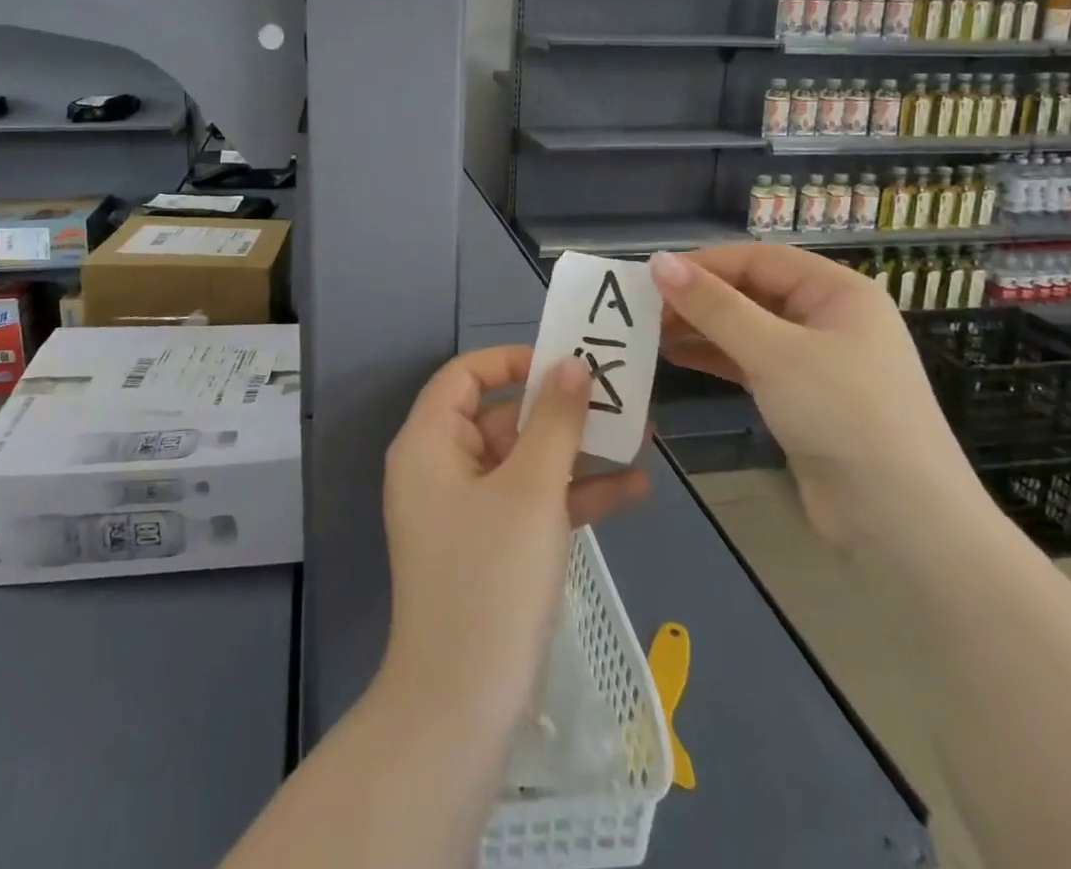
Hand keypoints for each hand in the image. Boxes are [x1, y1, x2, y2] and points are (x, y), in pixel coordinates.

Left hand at [380, 345, 649, 730]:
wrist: (462, 709)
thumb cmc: (491, 579)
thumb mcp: (532, 490)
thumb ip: (555, 422)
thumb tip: (572, 364)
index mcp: (429, 443)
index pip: (464, 374)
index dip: (512, 360)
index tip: (564, 362)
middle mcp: (441, 468)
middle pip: (500, 416)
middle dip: (560, 410)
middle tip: (618, 397)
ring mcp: (466, 511)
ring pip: (523, 462)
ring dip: (577, 452)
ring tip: (640, 436)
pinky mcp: (489, 548)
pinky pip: (531, 505)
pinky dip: (573, 496)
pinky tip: (633, 490)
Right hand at [649, 245, 983, 549]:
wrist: (903, 523)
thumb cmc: (845, 416)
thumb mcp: (774, 353)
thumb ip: (713, 306)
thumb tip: (657, 261)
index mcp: (838, 292)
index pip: (758, 259)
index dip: (704, 264)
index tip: (652, 278)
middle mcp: (829, 318)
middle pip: (752, 292)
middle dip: (699, 298)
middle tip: (644, 310)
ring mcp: (817, 361)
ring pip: (747, 329)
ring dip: (702, 328)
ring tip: (650, 333)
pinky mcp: (802, 398)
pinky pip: (750, 363)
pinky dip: (714, 357)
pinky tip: (675, 357)